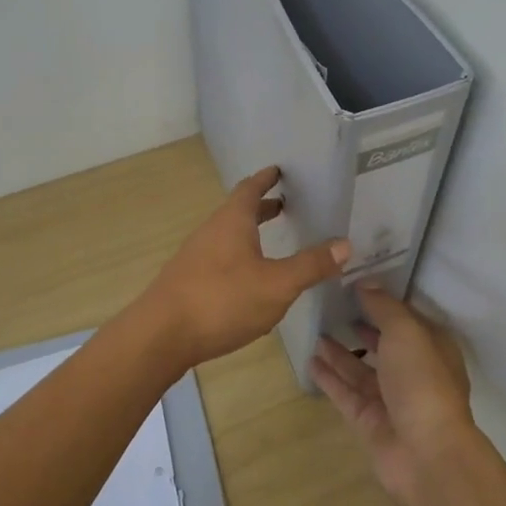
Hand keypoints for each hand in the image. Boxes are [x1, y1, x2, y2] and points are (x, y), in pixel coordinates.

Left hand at [136, 166, 349, 368]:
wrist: (161, 335)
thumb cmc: (222, 301)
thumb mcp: (277, 285)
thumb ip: (310, 265)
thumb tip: (344, 244)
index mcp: (232, 221)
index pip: (250, 189)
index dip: (266, 178)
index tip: (279, 170)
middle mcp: (211, 231)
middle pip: (237, 211)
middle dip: (261, 207)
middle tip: (284, 204)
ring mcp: (196, 256)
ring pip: (227, 235)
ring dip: (249, 232)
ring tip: (272, 241)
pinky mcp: (188, 280)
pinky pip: (219, 257)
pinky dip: (239, 255)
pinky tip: (249, 280)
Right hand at [310, 284, 476, 505]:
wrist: (427, 455)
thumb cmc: (422, 382)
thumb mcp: (406, 332)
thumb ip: (384, 306)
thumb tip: (365, 282)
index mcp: (431, 347)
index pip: (404, 317)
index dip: (382, 300)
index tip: (353, 282)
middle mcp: (413, 371)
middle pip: (382, 343)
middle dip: (360, 326)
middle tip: (330, 305)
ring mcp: (390, 398)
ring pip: (360, 369)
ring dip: (340, 352)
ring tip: (315, 331)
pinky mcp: (369, 420)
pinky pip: (345, 393)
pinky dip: (329, 378)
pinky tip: (310, 361)